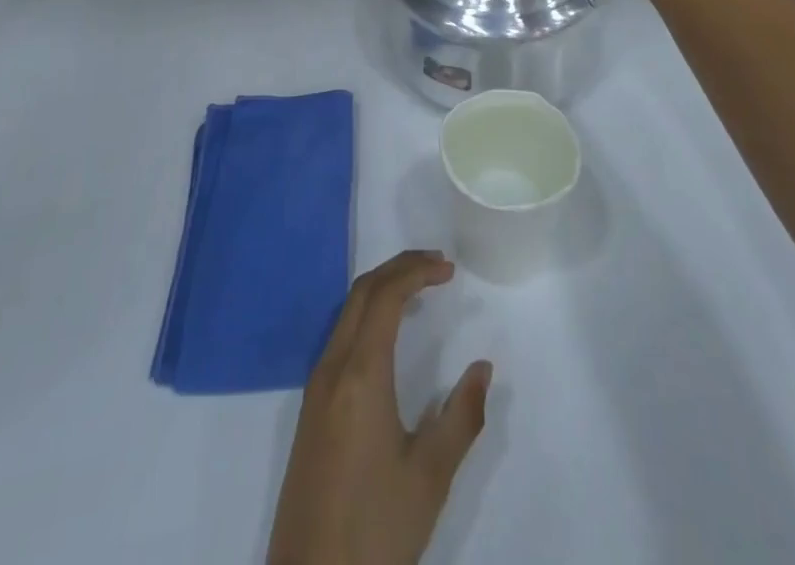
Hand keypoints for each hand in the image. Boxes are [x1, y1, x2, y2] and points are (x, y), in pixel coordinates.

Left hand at [267, 251, 491, 564]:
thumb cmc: (375, 528)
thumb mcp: (430, 477)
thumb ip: (461, 416)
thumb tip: (483, 368)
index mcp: (360, 373)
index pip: (385, 295)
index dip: (416, 272)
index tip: (449, 269)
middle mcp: (332, 367)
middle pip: (362, 292)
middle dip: (399, 268)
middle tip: (437, 266)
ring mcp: (316, 387)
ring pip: (347, 312)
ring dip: (381, 289)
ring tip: (418, 291)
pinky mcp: (311, 409)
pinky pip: (339, 337)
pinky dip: (367, 315)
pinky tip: (387, 335)